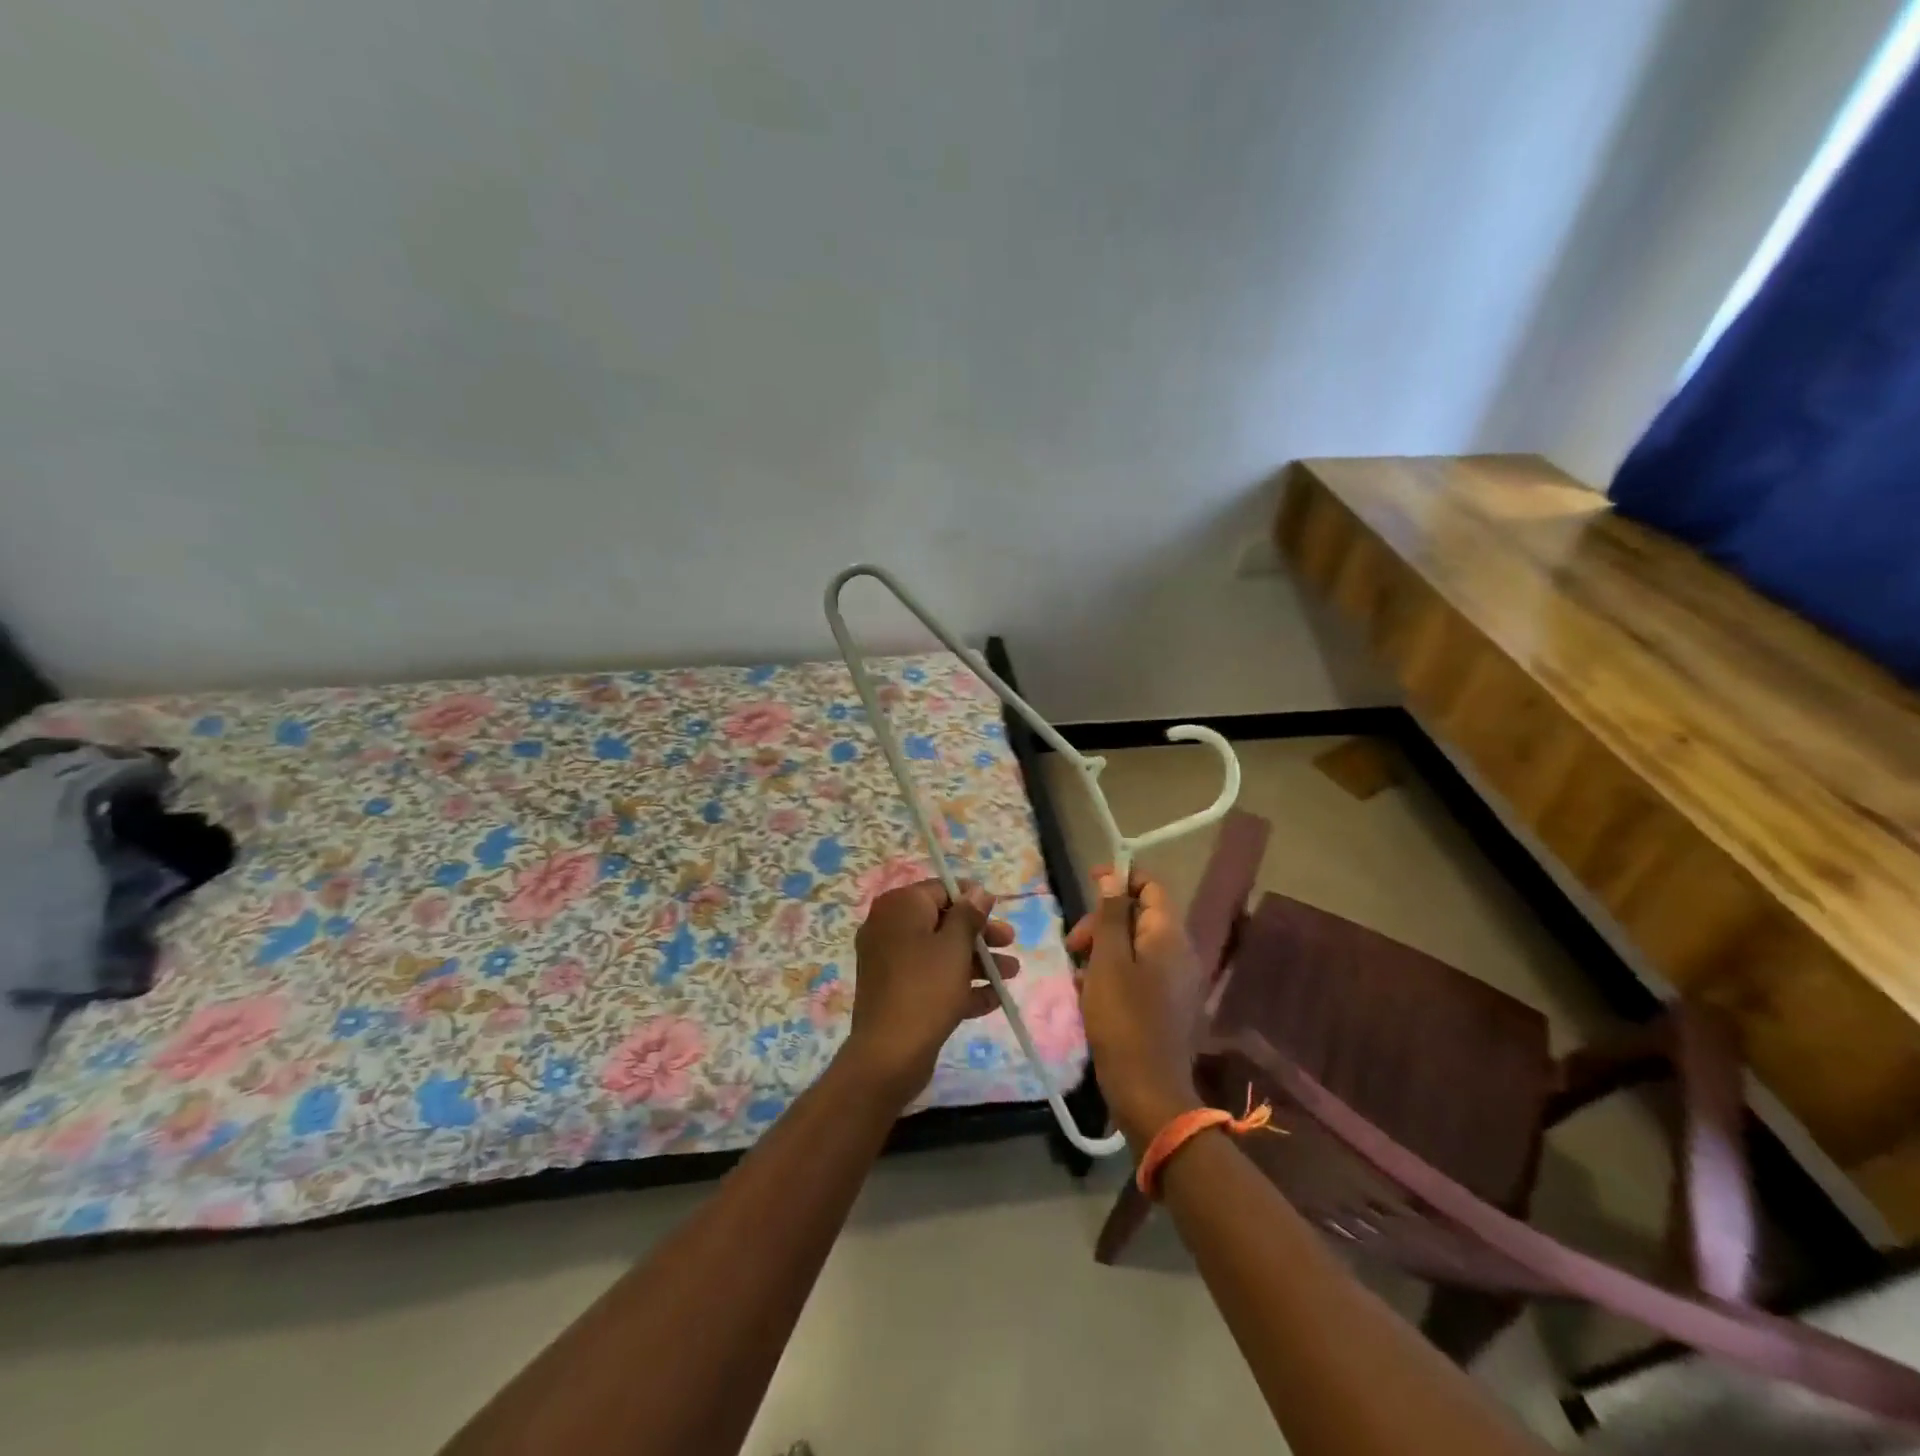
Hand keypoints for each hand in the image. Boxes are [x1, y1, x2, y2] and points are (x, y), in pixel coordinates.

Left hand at [843, 879, 1019, 1105]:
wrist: (889, 1054)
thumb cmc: (926, 988)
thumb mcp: (954, 946)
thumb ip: (968, 915)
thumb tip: (978, 891)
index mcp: (899, 908)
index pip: (939, 890)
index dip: (971, 898)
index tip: (997, 910)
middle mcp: (889, 928)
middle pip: (942, 922)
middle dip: (979, 934)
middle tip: (1010, 942)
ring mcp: (890, 962)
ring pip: (940, 953)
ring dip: (977, 961)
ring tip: (1012, 974)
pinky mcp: (896, 992)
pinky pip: (931, 979)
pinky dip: (959, 985)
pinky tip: (993, 999)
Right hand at [1065, 869, 1205, 1150]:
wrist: (1148, 1092)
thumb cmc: (1123, 1019)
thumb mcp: (1108, 961)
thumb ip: (1112, 915)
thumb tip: (1114, 876)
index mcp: (1169, 935)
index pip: (1151, 886)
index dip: (1120, 878)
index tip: (1088, 883)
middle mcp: (1180, 953)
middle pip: (1140, 916)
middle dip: (1103, 922)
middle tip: (1073, 945)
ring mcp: (1177, 982)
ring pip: (1135, 947)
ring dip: (1103, 952)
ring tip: (1077, 975)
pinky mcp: (1168, 1006)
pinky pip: (1139, 974)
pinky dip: (1113, 976)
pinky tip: (1089, 997)